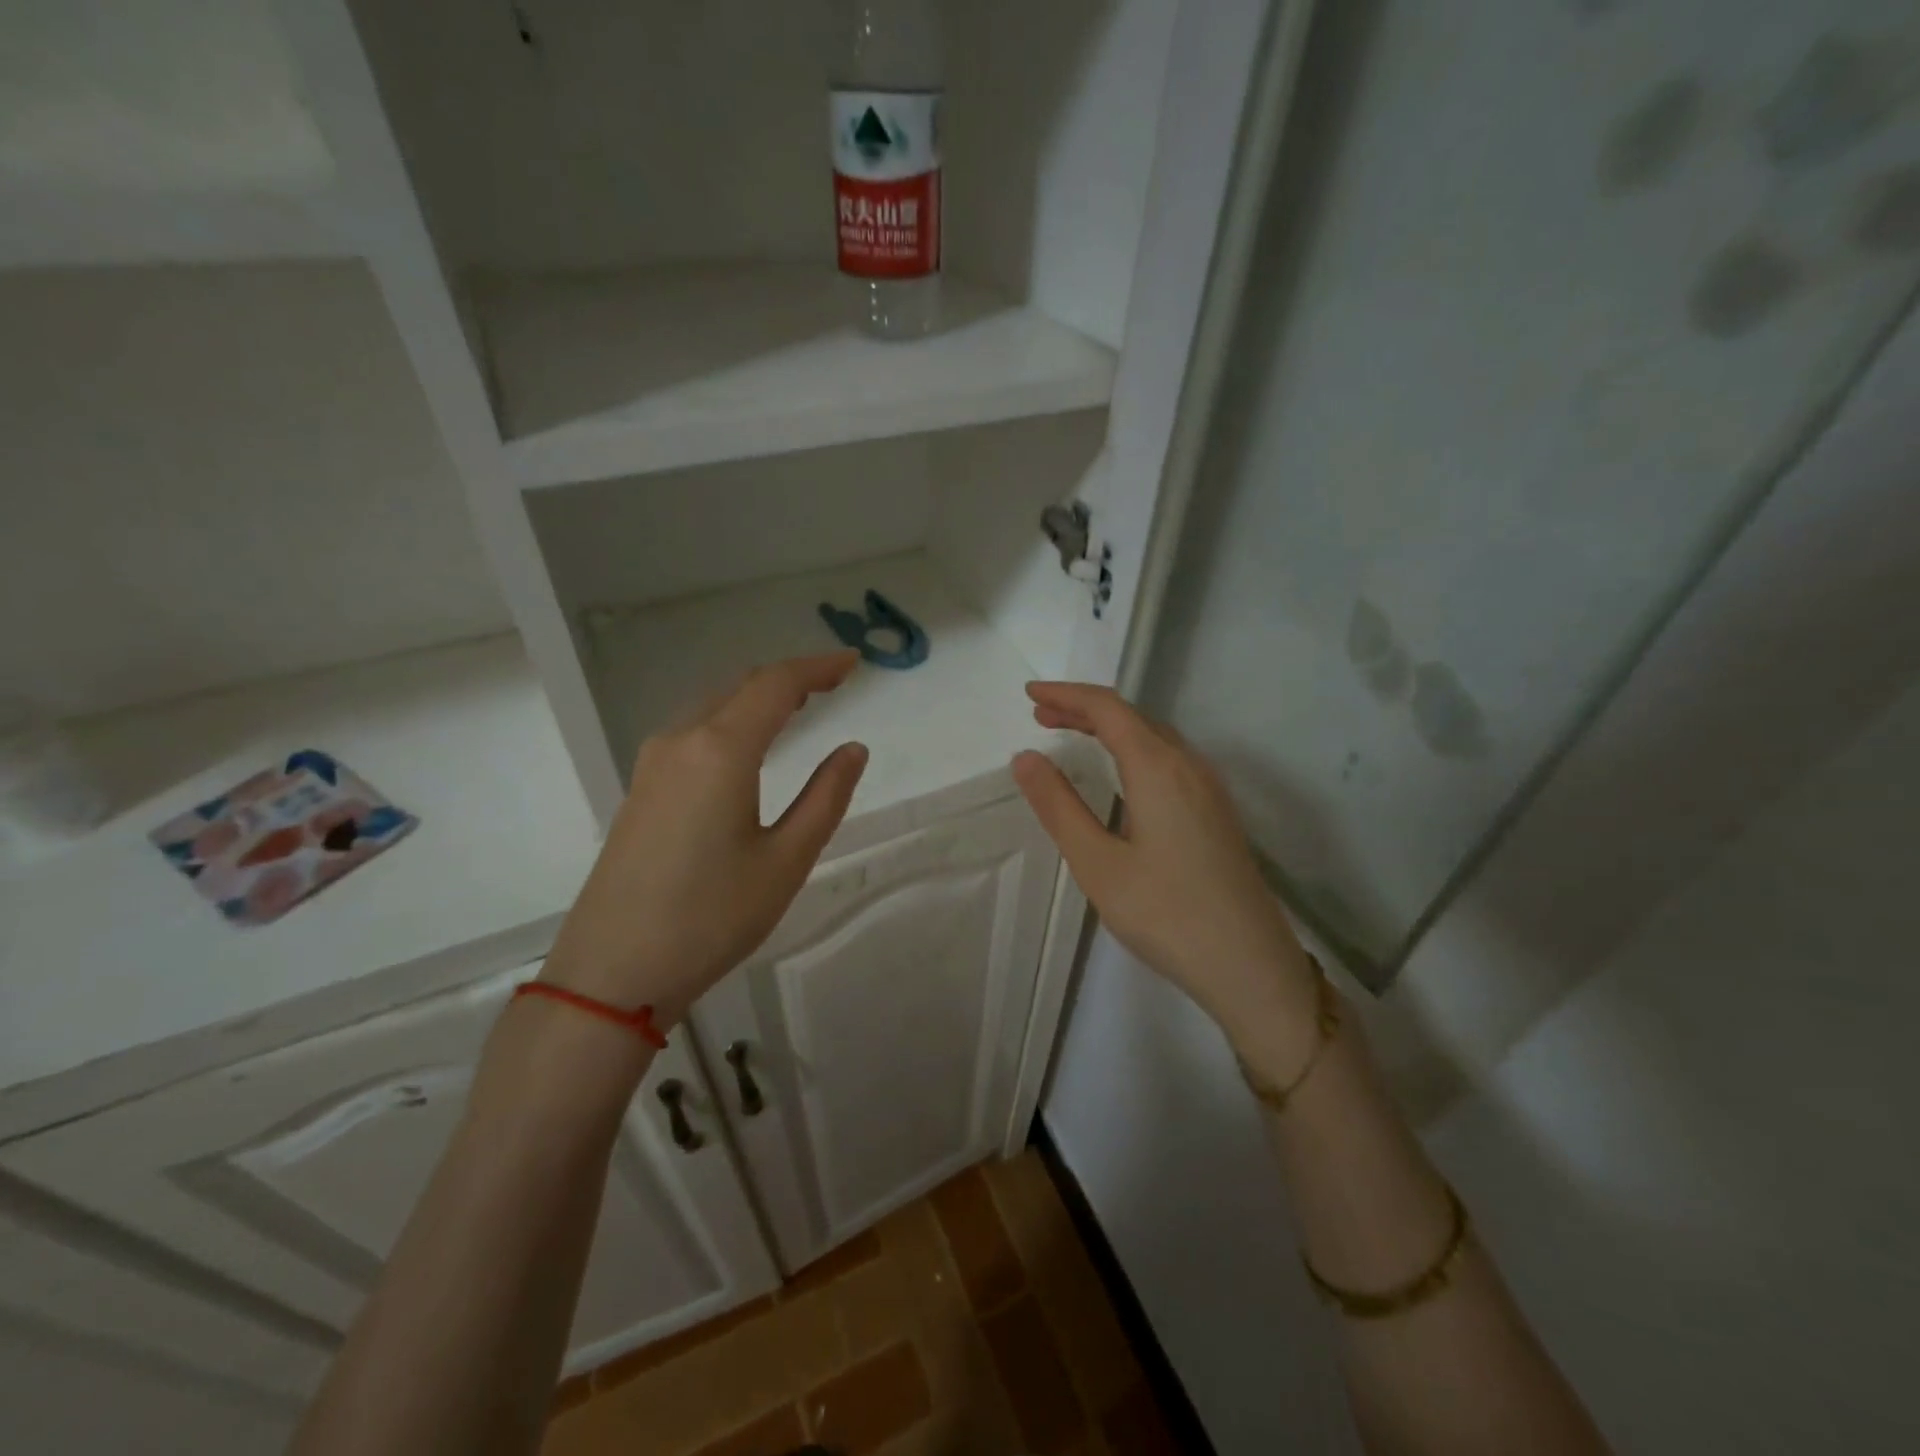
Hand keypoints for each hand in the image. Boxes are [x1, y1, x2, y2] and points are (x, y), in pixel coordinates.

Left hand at [541, 652, 868, 1027]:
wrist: (611, 974)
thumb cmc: (711, 917)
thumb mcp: (786, 860)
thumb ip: (825, 797)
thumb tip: (852, 749)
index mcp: (720, 750)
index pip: (775, 685)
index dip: (817, 668)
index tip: (854, 664)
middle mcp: (680, 742)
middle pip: (740, 687)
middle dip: (789, 678)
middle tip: (834, 682)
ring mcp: (652, 765)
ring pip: (712, 708)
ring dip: (757, 698)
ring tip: (799, 707)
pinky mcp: (640, 791)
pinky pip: (693, 734)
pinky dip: (731, 721)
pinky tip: (747, 746)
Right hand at [1011, 682, 1317, 1069]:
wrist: (1250, 966)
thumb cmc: (1166, 914)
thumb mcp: (1098, 863)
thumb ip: (1059, 806)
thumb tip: (1026, 757)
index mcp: (1159, 768)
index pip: (1108, 709)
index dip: (1067, 694)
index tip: (1029, 694)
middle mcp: (1189, 765)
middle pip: (1133, 717)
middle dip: (1084, 709)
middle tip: (1041, 714)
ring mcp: (1209, 789)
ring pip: (1154, 736)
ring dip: (1110, 727)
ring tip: (1070, 734)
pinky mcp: (1217, 812)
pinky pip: (1169, 758)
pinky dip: (1133, 748)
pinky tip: (1121, 772)